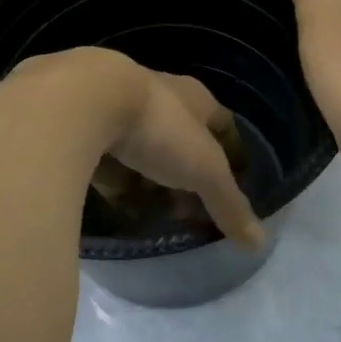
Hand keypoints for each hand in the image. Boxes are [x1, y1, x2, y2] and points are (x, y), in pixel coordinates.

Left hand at [13, 49, 265, 248]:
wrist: (81, 102)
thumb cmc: (158, 129)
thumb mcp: (204, 172)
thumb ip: (229, 205)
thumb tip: (259, 244)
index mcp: (193, 98)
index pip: (221, 124)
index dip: (230, 153)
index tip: (231, 185)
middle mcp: (157, 97)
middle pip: (179, 139)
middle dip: (185, 174)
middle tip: (187, 209)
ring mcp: (116, 108)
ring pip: (140, 148)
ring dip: (147, 177)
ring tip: (150, 211)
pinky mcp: (81, 125)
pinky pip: (104, 158)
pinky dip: (112, 180)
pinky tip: (112, 203)